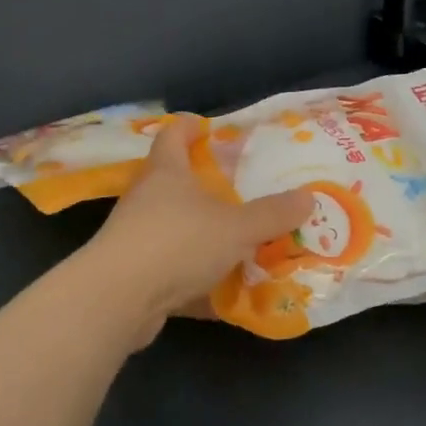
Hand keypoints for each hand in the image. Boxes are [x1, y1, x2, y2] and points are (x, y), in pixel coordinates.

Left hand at [79, 117, 310, 345]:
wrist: (118, 299)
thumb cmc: (177, 242)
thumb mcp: (235, 227)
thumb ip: (272, 214)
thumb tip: (308, 196)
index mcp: (166, 172)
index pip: (173, 134)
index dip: (190, 127)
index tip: (208, 127)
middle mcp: (146, 197)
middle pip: (172, 180)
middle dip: (202, 184)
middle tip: (238, 190)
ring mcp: (135, 236)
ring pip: (173, 226)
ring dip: (200, 233)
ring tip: (237, 240)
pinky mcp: (133, 274)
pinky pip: (170, 269)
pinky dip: (194, 278)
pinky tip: (222, 292)